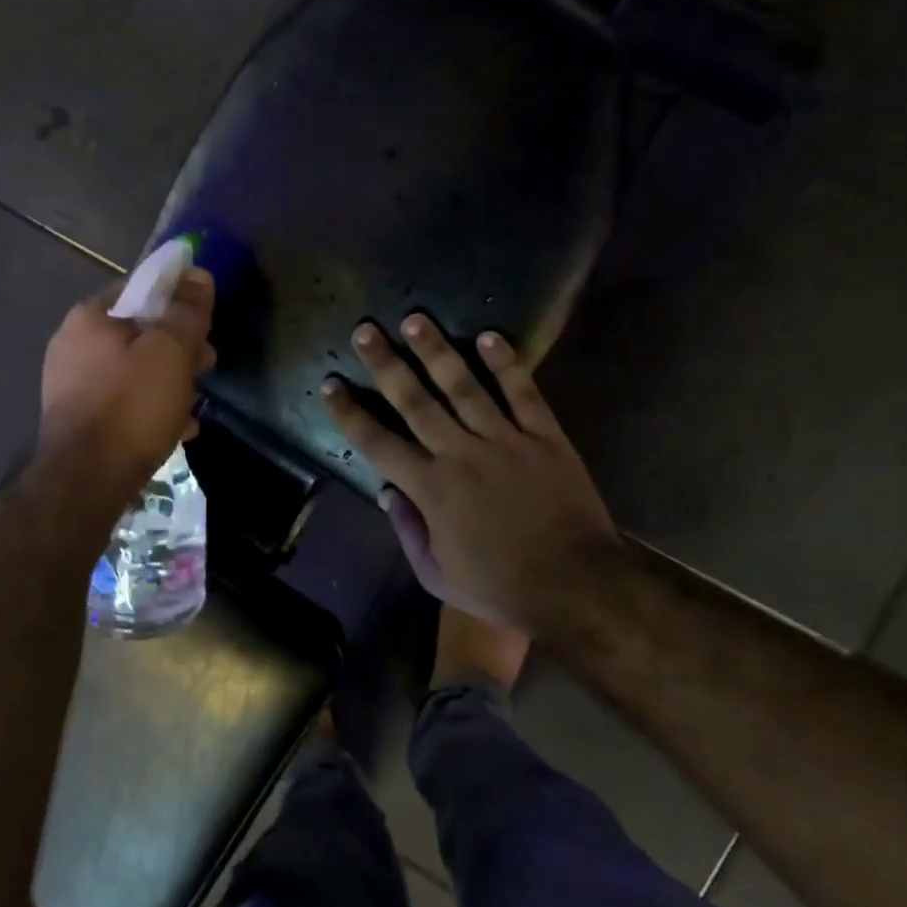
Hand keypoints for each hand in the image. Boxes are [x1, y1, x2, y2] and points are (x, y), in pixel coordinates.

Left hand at [39, 270, 215, 503]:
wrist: (87, 481)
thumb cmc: (132, 406)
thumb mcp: (170, 351)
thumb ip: (186, 310)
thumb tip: (198, 274)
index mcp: (89, 318)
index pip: (139, 288)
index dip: (177, 299)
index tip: (204, 322)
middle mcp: (73, 345)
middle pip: (137, 331)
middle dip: (178, 346)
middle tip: (206, 364)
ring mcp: (72, 386)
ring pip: (133, 370)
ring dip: (168, 380)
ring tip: (195, 402)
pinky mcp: (79, 421)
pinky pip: (123, 403)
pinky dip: (150, 408)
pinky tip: (177, 428)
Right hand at [323, 315, 616, 635]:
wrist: (576, 584)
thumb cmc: (500, 586)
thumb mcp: (437, 575)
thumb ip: (407, 531)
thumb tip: (386, 492)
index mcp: (431, 488)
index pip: (377, 442)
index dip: (349, 413)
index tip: (330, 384)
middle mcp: (460, 453)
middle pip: (415, 400)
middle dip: (385, 363)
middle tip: (366, 330)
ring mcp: (505, 439)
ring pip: (463, 385)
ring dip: (436, 351)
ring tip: (415, 320)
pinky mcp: (544, 436)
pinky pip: (522, 392)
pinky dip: (505, 363)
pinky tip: (487, 336)